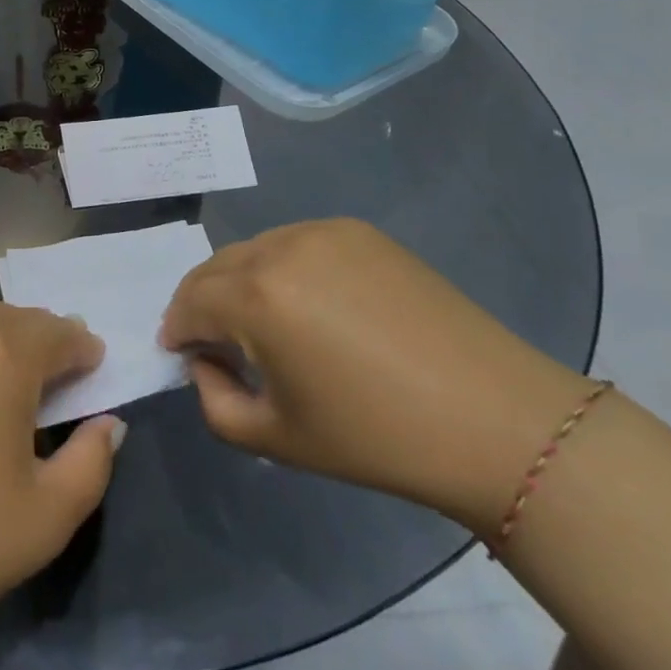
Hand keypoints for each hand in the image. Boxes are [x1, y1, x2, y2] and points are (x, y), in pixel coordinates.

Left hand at [0, 250, 124, 669]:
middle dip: (39, 345)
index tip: (88, 373)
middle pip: (15, 321)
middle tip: (43, 383)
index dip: (81, 353)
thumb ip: (93, 462)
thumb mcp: (47, 520)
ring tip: (0, 357)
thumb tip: (108, 421)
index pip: (60, 336)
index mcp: (9, 357)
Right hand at [158, 219, 592, 529]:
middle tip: (216, 343)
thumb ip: (214, 401)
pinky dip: (283, 268)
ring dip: (242, 283)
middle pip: (215, 267)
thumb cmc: (377, 437)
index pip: (189, 302)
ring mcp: (323, 231)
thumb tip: (205, 362)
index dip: (177, 330)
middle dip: (203, 303)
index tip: (182, 355)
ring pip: (254, 250)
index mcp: (256, 297)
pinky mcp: (358, 230)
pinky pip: (296, 243)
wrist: (493, 418)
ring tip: (266, 325)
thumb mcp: (277, 438)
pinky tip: (312, 306)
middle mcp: (281, 247)